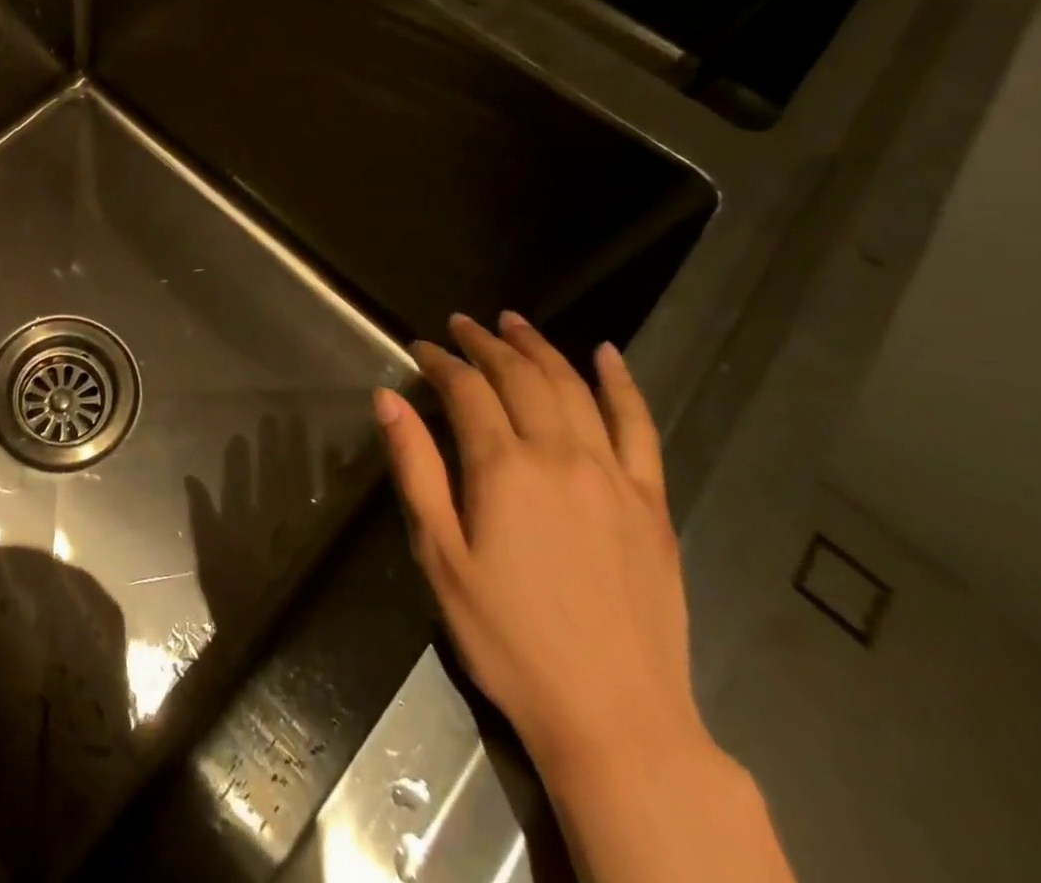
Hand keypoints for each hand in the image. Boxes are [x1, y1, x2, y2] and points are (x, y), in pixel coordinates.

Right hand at [375, 312, 703, 780]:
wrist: (617, 718)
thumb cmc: (509, 639)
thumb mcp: (440, 556)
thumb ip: (415, 469)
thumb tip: (388, 399)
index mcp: (504, 468)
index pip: (466, 390)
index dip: (439, 361)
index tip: (418, 347)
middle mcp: (561, 455)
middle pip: (521, 377)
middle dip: (486, 344)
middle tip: (462, 324)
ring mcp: (614, 476)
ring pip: (574, 388)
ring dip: (540, 348)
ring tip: (514, 322)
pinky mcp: (651, 502)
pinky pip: (639, 427)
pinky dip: (621, 384)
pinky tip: (607, 355)